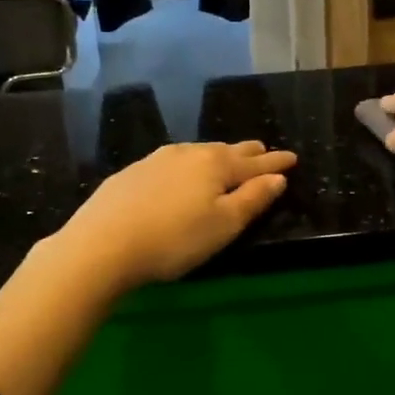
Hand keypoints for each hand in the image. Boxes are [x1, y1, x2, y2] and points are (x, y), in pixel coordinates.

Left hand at [55, 140, 297, 290]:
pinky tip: (182, 172)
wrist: (102, 244)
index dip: (276, 163)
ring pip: (198, 152)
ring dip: (218, 155)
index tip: (292, 157)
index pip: (255, 163)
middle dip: (248, 152)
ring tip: (227, 158)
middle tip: (263, 151)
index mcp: (216, 165)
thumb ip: (252, 199)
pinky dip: (189, 164)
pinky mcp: (133, 172)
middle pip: (226, 150)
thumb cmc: (174, 239)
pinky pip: (173, 161)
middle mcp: (189, 153)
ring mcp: (157, 160)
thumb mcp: (223, 225)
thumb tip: (278, 177)